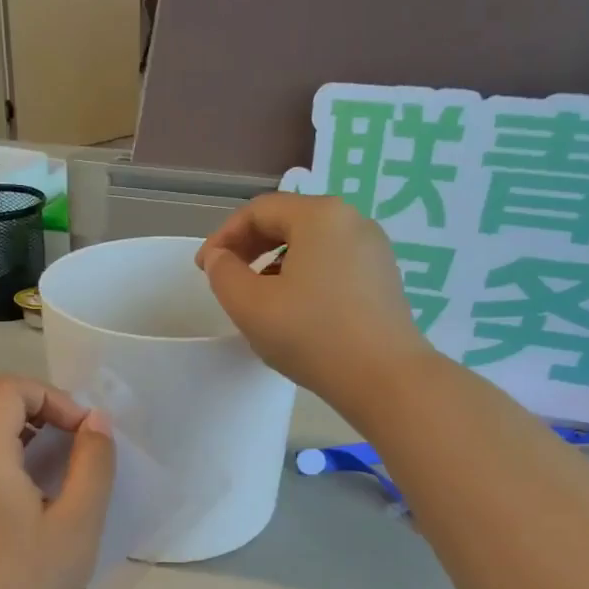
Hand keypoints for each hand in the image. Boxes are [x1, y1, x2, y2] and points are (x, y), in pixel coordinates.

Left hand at [0, 377, 115, 588]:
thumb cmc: (34, 586)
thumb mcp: (79, 522)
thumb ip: (93, 463)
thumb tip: (96, 423)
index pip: (6, 390)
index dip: (51, 397)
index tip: (84, 433)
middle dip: (34, 403)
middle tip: (71, 436)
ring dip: (19, 425)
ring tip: (59, 460)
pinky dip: (5, 450)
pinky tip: (36, 489)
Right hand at [197, 193, 430, 404]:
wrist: (384, 378)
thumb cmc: (312, 335)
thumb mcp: (250, 306)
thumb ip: (223, 274)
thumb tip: (220, 257)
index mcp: (319, 216)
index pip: (259, 210)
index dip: (224, 236)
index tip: (204, 269)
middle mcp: (352, 221)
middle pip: (289, 222)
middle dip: (250, 248)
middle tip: (228, 279)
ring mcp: (374, 250)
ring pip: (312, 246)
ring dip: (276, 265)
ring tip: (259, 300)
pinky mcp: (384, 280)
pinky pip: (334, 266)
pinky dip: (305, 278)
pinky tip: (296, 312)